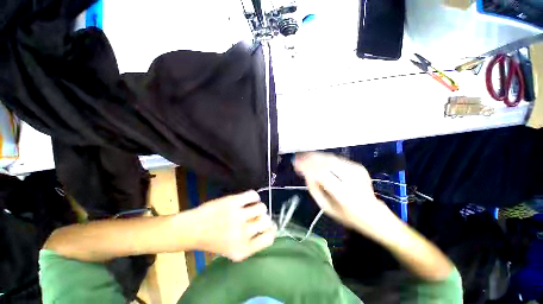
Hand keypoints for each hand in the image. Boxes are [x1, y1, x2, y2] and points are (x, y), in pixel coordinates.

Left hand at [191, 190, 276, 261]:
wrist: (192, 229)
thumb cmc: (213, 240)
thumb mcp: (234, 251)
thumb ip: (252, 243)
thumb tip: (269, 227)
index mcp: (243, 250)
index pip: (269, 238)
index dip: (271, 230)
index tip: (268, 226)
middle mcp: (242, 234)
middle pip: (266, 220)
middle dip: (263, 217)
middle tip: (256, 216)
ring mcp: (237, 216)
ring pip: (261, 207)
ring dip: (258, 207)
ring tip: (251, 207)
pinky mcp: (233, 202)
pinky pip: (253, 195)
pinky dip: (254, 196)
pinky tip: (248, 199)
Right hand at [293, 152, 400, 239]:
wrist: (374, 214)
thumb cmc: (347, 215)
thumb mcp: (327, 208)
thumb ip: (314, 190)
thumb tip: (306, 173)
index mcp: (345, 195)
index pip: (322, 175)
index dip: (307, 167)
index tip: (295, 164)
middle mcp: (352, 179)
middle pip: (327, 163)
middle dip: (310, 158)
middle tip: (297, 157)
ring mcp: (357, 171)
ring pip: (331, 158)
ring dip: (315, 156)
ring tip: (304, 156)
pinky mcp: (358, 166)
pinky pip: (337, 159)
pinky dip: (324, 158)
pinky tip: (315, 159)